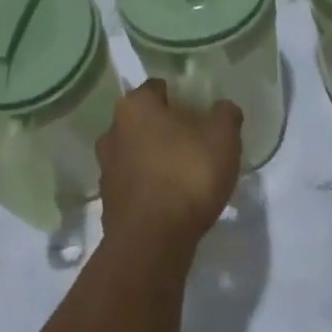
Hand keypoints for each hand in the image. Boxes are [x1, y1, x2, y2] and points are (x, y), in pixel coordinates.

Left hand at [98, 80, 241, 254]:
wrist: (151, 243)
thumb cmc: (186, 176)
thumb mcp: (222, 139)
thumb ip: (225, 115)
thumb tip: (223, 107)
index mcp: (135, 106)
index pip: (158, 88)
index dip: (181, 97)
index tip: (200, 113)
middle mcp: (112, 130)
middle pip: (144, 120)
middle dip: (166, 128)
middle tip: (195, 143)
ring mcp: (106, 168)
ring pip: (136, 152)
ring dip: (155, 159)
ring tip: (184, 175)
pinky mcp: (107, 202)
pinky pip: (133, 183)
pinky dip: (148, 187)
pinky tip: (171, 201)